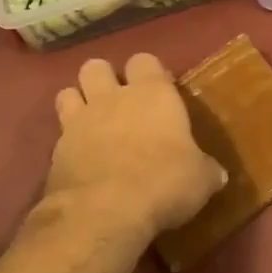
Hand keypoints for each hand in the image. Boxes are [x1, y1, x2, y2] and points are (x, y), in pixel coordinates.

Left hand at [44, 53, 226, 245]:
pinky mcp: (55, 150)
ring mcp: (79, 121)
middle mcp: (112, 98)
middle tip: (118, 104)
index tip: (158, 93)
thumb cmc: (163, 182)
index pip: (145, 61)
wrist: (104, 211)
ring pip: (68, 92)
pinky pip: (59, 134)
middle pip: (96, 67)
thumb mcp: (200, 179)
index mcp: (153, 94)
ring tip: (92, 124)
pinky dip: (67, 143)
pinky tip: (80, 161)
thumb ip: (205, 170)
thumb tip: (216, 174)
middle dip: (103, 79)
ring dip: (78, 103)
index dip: (149, 74)